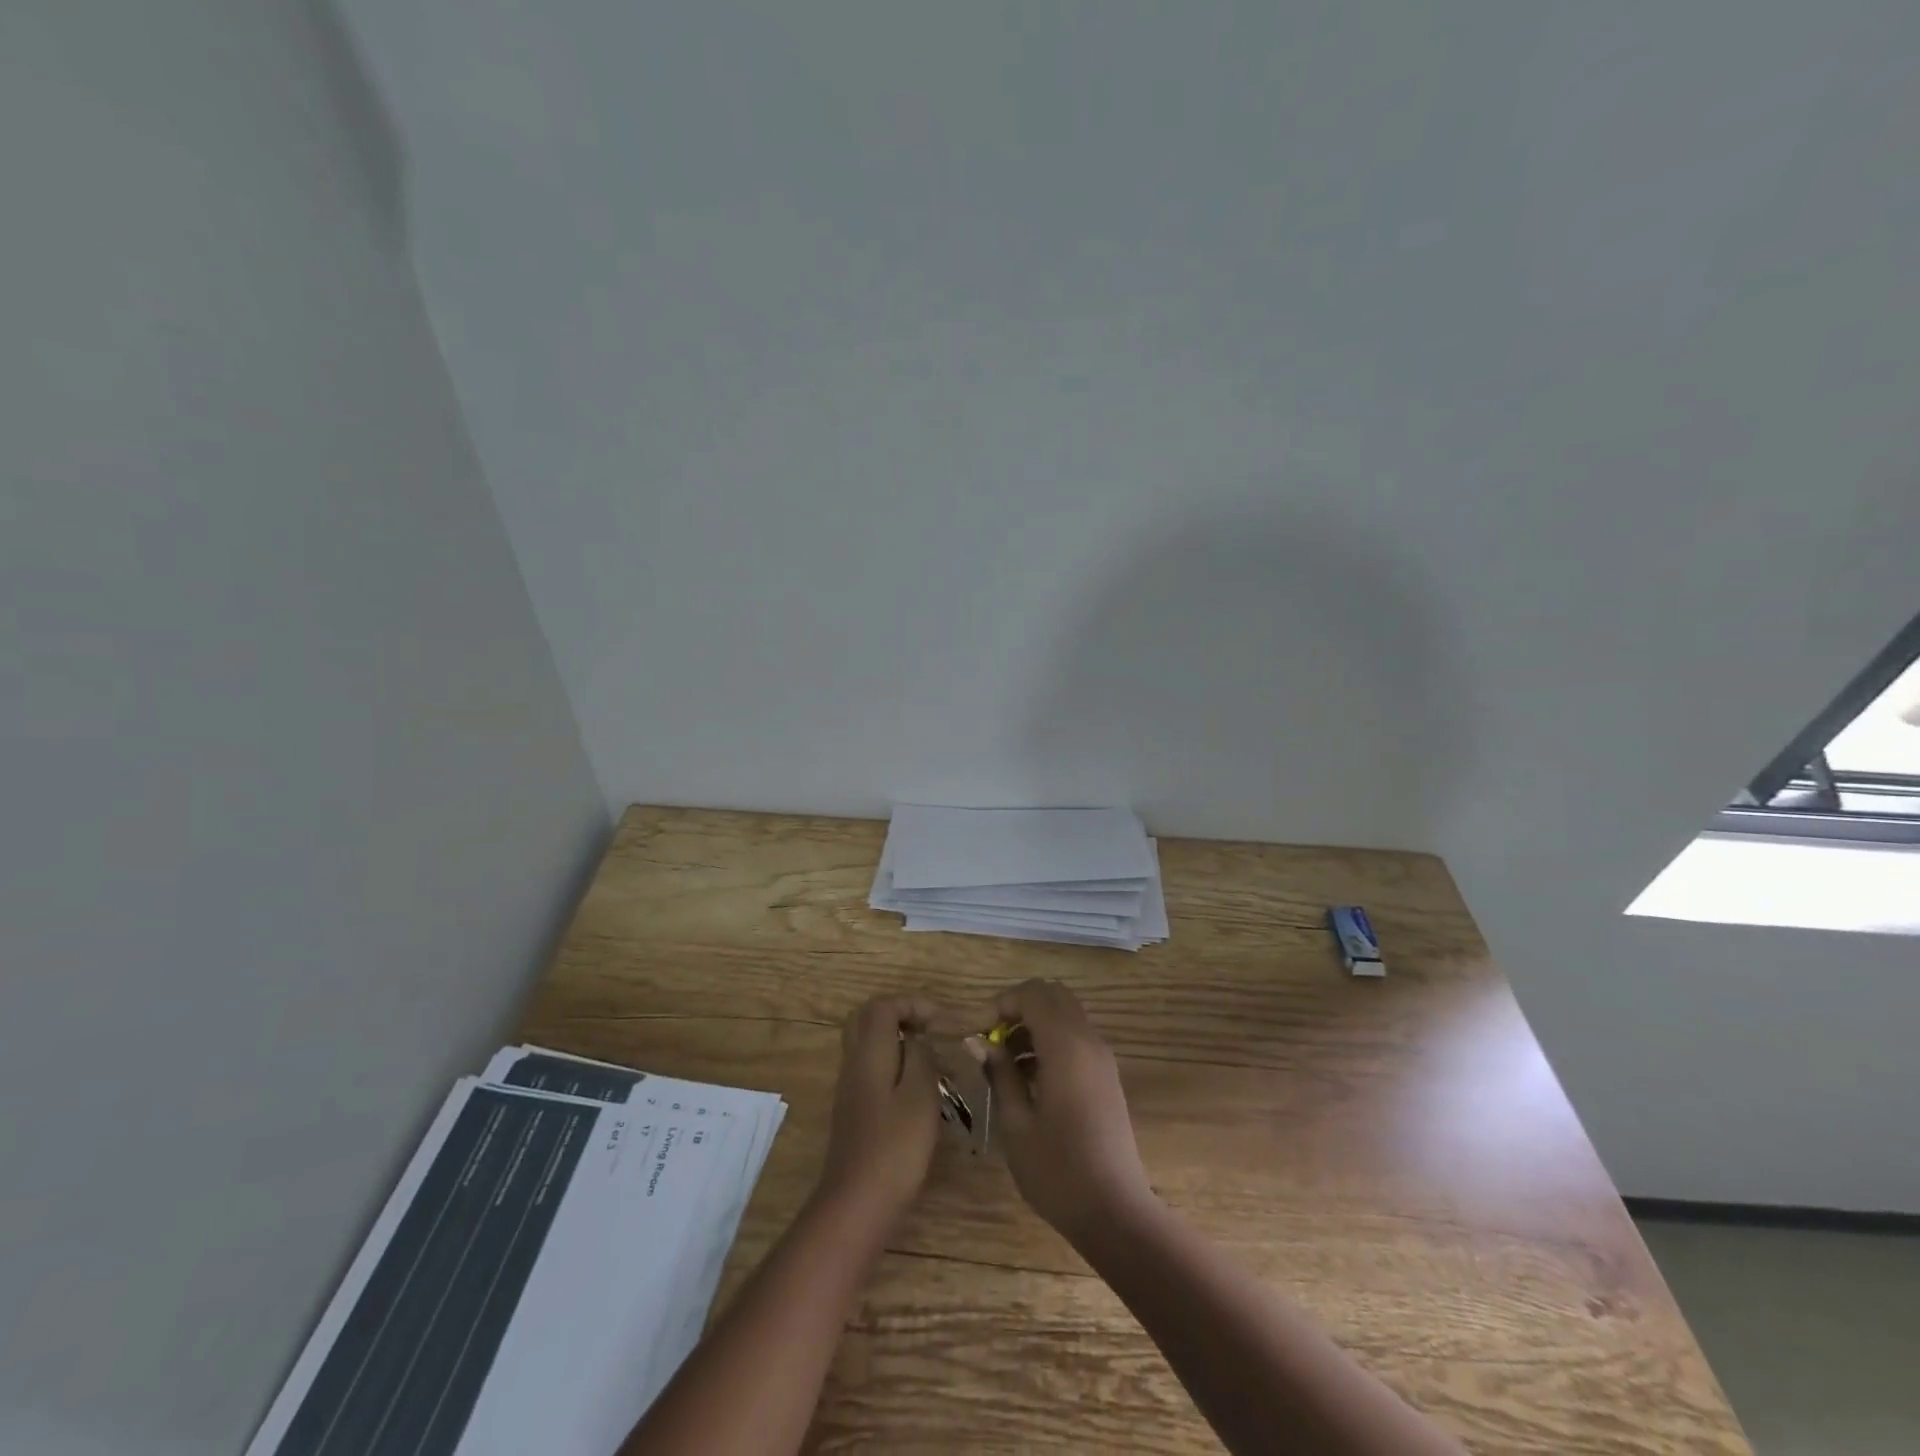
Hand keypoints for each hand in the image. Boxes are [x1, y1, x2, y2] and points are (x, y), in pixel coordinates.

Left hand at [817, 994, 942, 1226]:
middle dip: (901, 1015)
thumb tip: (918, 1038)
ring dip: (899, 1040)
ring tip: (932, 1058)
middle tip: (931, 1028)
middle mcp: (854, 1063)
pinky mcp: (855, 1111)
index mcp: (869, 1053)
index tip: (943, 1020)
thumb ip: (921, 1057)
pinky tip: (919, 1088)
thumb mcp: (920, 1096)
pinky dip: (894, 1064)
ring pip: (868, 1044)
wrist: (857, 1205)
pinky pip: (872, 1068)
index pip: (883, 1005)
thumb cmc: (895, 1148)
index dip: (913, 1003)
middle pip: (868, 1019)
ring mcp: (850, 1088)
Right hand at [967, 979, 1155, 1243]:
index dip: (1001, 1003)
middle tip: (994, 1039)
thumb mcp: (1016, 1124)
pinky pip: (1076, 1037)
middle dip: (1020, 1007)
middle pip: (1053, 995)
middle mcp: (1088, 1041)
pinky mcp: (1106, 1075)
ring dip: (1035, 1024)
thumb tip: (981, 1043)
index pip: (1033, 994)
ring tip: (1007, 1064)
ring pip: (1066, 1014)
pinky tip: (1031, 1079)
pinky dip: (1051, 1040)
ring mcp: (1102, 1057)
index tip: (979, 1032)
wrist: (1114, 1212)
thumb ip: (999, 1074)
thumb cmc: (1057, 1170)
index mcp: (1066, 1046)